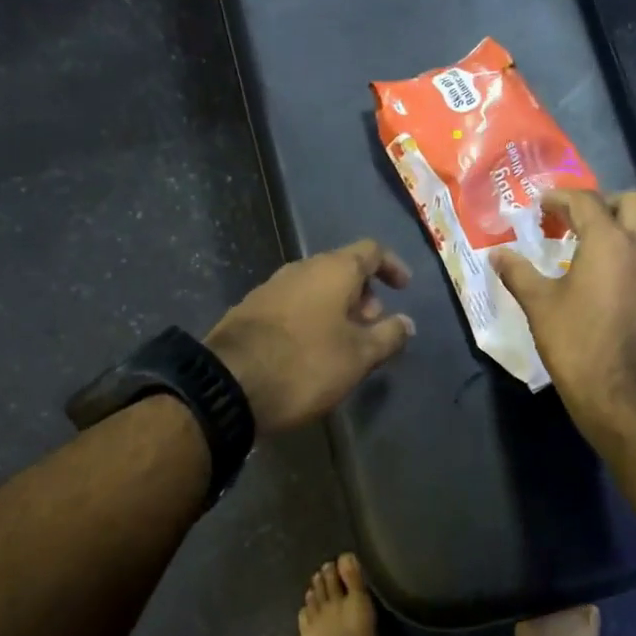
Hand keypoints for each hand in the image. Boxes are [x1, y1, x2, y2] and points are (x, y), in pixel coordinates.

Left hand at [205, 239, 415, 436]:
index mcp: (333, 270)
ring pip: (316, 288)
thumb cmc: (305, 364)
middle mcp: (301, 268)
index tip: (404, 288)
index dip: (392, 266)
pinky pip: (293, 304)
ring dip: (337, 308)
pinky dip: (312, 318)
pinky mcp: (250, 309)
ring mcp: (271, 287)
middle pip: (342, 269)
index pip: (371, 251)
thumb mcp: (358, 356)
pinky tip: (311, 350)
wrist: (228, 384)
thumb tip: (406, 323)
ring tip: (346, 343)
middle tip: (374, 327)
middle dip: (364, 294)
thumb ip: (388, 336)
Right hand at [493, 190, 635, 436]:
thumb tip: (497, 254)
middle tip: (585, 222)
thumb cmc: (574, 343)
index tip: (543, 206)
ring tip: (619, 247)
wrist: (619, 394)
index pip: (585, 201)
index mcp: (607, 240)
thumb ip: (518, 272)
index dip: (561, 198)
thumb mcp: (538, 305)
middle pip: (635, 202)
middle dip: (608, 204)